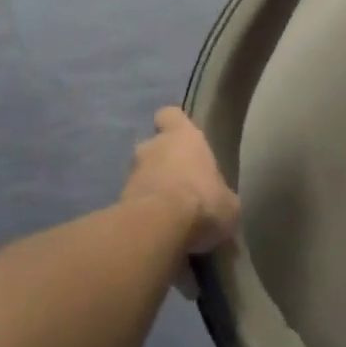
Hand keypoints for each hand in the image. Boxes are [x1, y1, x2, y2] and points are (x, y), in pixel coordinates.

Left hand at [121, 108, 239, 256]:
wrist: (158, 228)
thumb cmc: (201, 200)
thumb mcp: (228, 203)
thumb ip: (221, 197)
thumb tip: (222, 205)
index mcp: (182, 136)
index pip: (170, 115)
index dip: (175, 125)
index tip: (183, 138)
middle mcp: (152, 147)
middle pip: (154, 147)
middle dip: (163, 164)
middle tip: (180, 185)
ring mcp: (130, 175)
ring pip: (142, 176)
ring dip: (152, 189)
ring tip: (169, 214)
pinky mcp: (117, 203)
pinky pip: (133, 203)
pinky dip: (143, 213)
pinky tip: (157, 231)